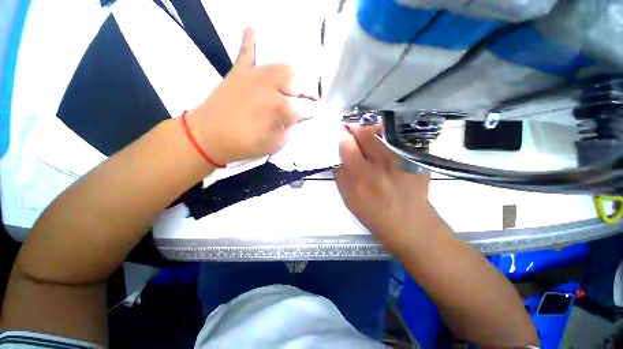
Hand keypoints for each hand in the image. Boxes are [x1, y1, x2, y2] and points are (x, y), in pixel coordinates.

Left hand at [187, 28, 315, 163]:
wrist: (207, 136)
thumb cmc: (244, 145)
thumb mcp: (274, 144)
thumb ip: (288, 129)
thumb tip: (296, 119)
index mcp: (280, 108)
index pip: (306, 107)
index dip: (314, 111)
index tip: (318, 112)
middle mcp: (270, 87)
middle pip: (298, 80)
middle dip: (308, 90)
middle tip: (308, 99)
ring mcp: (254, 76)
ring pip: (282, 65)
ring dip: (294, 73)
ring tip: (296, 81)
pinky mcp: (239, 71)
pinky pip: (246, 51)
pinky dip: (251, 40)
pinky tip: (253, 27)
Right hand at [334, 125, 445, 246]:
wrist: (410, 224)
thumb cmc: (374, 214)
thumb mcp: (349, 199)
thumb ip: (340, 176)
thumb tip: (338, 157)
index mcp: (360, 174)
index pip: (347, 144)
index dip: (342, 137)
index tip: (342, 136)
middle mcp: (380, 162)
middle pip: (365, 133)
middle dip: (356, 129)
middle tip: (354, 132)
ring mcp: (401, 159)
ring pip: (382, 133)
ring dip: (372, 132)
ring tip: (370, 139)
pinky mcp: (415, 159)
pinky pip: (398, 140)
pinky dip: (389, 140)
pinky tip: (388, 149)